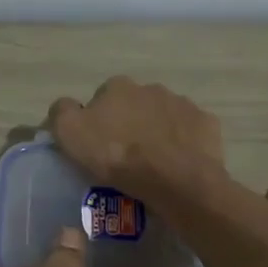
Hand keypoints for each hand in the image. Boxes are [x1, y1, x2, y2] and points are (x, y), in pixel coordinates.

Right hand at [48, 77, 225, 202]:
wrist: (175, 180)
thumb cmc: (118, 156)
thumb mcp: (71, 134)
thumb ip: (61, 112)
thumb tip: (66, 107)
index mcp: (118, 86)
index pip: (101, 99)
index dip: (97, 122)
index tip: (97, 146)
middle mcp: (152, 88)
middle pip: (134, 106)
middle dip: (129, 124)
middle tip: (125, 157)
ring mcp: (183, 104)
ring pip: (163, 118)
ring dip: (157, 133)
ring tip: (152, 165)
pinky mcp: (206, 125)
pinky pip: (189, 134)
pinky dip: (182, 145)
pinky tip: (176, 165)